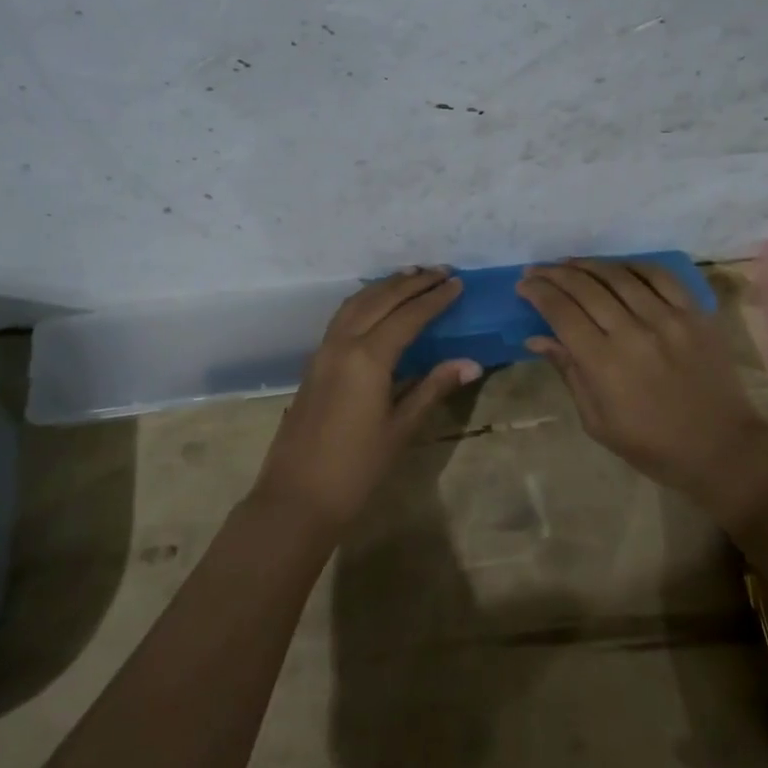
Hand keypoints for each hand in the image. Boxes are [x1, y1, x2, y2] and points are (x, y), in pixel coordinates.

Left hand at [251, 268, 480, 534]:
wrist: (296, 498)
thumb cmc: (356, 469)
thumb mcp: (401, 429)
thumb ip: (432, 388)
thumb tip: (471, 362)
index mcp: (368, 358)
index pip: (408, 316)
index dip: (435, 299)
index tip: (458, 283)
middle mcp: (343, 344)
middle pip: (380, 300)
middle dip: (411, 283)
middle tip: (440, 270)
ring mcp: (323, 351)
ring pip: (356, 303)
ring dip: (384, 286)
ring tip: (410, 275)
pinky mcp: (314, 363)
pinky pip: (342, 317)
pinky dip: (364, 301)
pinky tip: (375, 304)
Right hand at [518, 260, 767, 523]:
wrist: (722, 448)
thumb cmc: (652, 445)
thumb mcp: (597, 421)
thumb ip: (568, 372)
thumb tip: (537, 338)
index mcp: (605, 363)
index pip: (561, 312)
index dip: (538, 293)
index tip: (523, 286)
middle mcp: (634, 331)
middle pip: (585, 287)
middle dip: (554, 274)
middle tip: (537, 270)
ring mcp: (668, 318)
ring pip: (619, 275)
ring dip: (587, 265)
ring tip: (568, 263)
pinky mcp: (695, 313)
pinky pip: (660, 276)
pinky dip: (633, 266)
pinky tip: (616, 267)